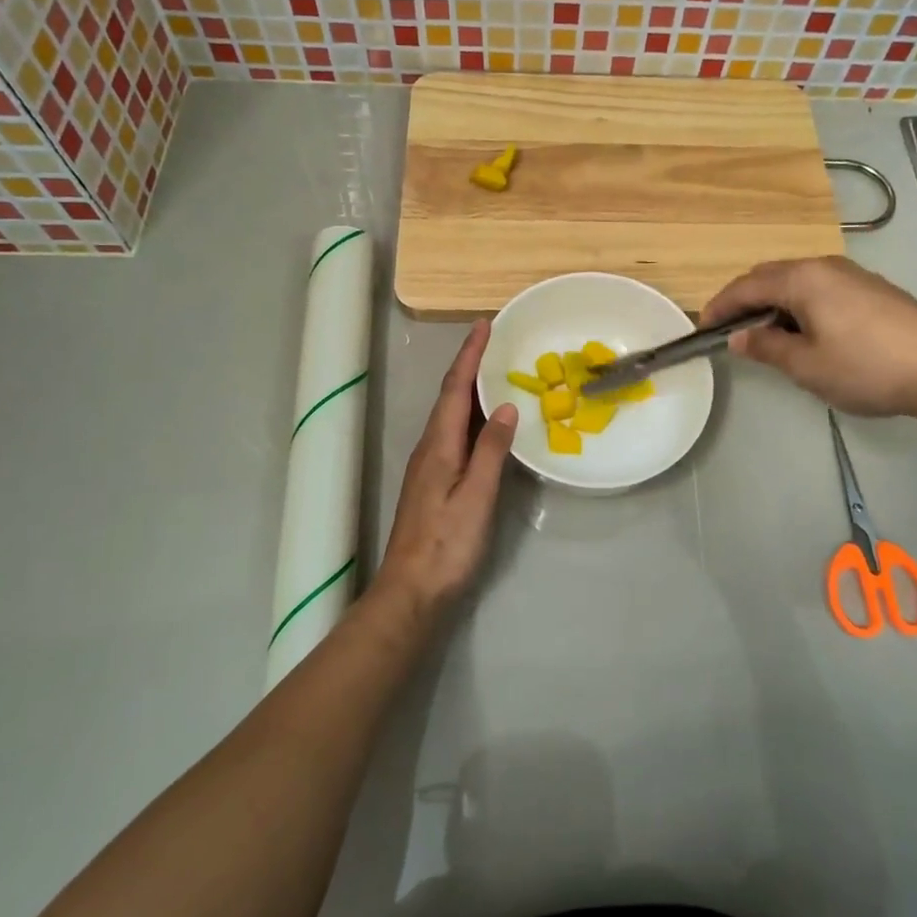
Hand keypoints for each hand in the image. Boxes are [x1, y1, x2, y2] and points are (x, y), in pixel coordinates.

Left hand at [374, 321, 517, 622]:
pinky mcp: (435, 482)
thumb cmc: (447, 545)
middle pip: (450, 396)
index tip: (484, 324)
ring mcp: (430, 466)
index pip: (455, 388)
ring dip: (470, 388)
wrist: (411, 592)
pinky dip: (471, 416)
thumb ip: (491, 450)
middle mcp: (430, 448)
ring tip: (495, 371)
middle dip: (470, 364)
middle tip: (495, 341)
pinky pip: (455, 434)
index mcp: (438, 445)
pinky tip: (486, 422)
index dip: (469, 355)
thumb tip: (505, 406)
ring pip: (451, 415)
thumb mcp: (476, 496)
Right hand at [701, 257, 916, 421]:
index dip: (720, 306)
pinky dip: (799, 304)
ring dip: (773, 301)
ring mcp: (852, 275)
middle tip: (729, 330)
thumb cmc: (867, 367)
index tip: (702, 328)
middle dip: (744, 299)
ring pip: (797, 280)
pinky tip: (806, 331)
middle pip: (770, 275)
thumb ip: (766, 347)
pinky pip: (820, 288)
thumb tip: (739, 337)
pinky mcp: (873, 289)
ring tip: (764, 333)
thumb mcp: (806, 366)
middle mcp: (825, 266)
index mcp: (803, 279)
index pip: (746, 285)